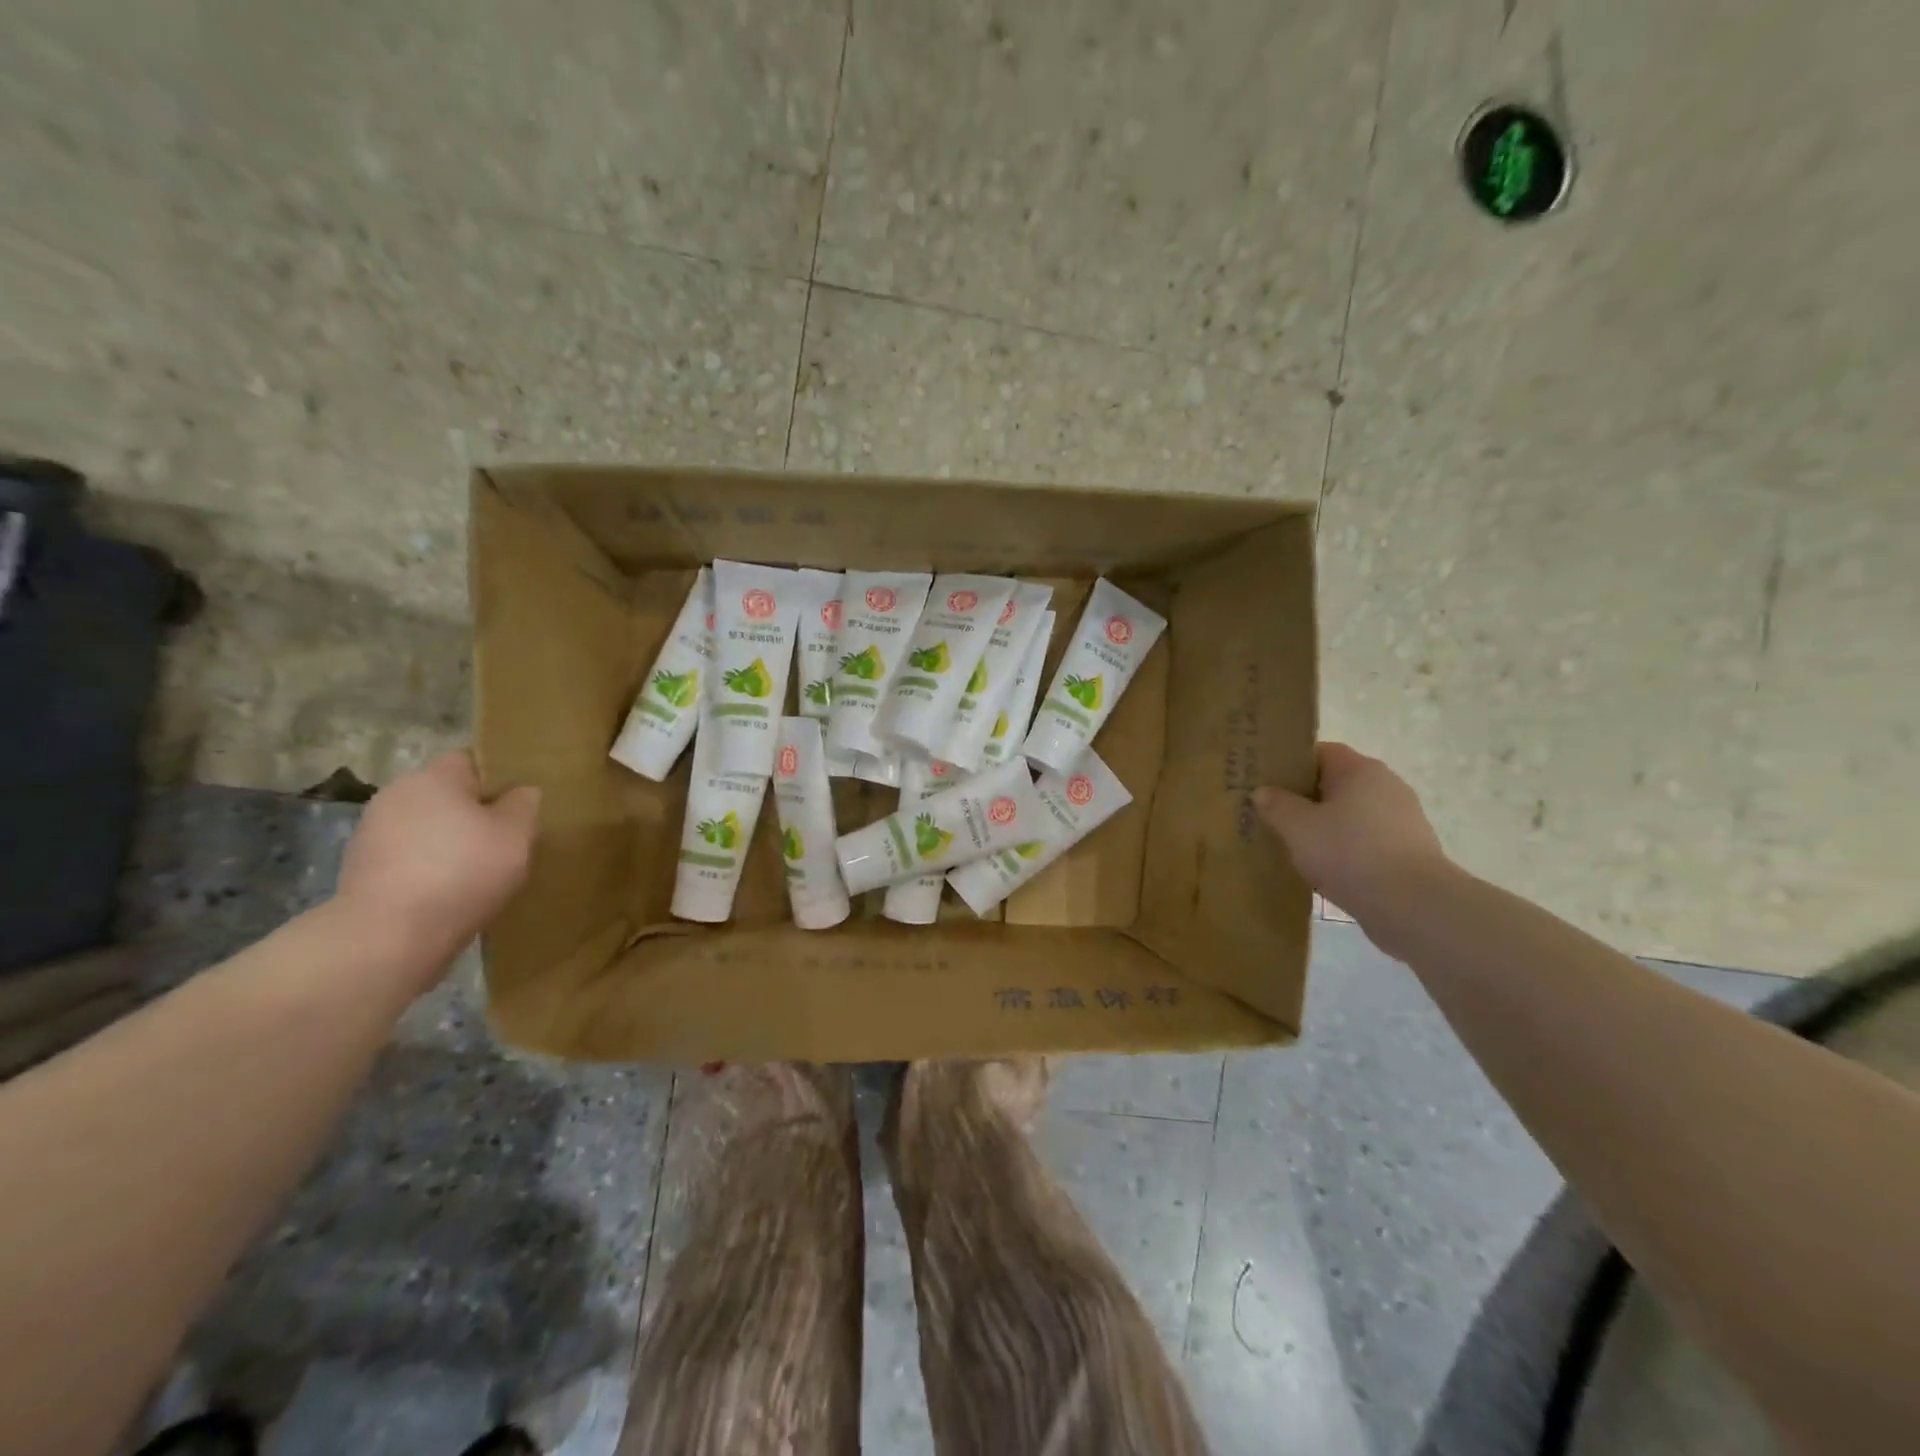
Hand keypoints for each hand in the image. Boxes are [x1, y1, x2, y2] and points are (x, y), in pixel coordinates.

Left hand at [334, 752, 540, 982]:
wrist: (388, 937)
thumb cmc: (462, 873)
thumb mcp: (517, 835)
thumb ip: (524, 805)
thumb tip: (521, 793)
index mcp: (433, 778)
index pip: (471, 761)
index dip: (498, 779)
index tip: (520, 806)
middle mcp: (396, 795)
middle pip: (446, 796)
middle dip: (474, 814)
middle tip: (505, 842)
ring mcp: (372, 834)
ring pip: (427, 828)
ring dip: (449, 843)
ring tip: (479, 873)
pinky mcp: (361, 870)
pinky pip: (409, 858)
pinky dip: (429, 869)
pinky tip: (449, 894)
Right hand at [1254, 743, 1448, 926]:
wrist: (1412, 904)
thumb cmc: (1349, 852)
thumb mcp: (1297, 828)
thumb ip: (1276, 805)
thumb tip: (1263, 792)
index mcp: (1359, 770)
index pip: (1321, 752)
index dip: (1292, 765)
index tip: (1268, 784)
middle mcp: (1386, 785)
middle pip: (1337, 783)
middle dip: (1306, 798)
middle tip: (1274, 816)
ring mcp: (1403, 819)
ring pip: (1352, 814)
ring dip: (1327, 827)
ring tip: (1296, 847)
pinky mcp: (1410, 851)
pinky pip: (1367, 840)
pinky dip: (1347, 849)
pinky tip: (1327, 870)